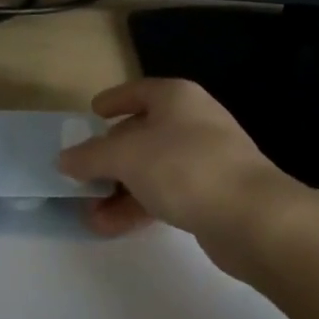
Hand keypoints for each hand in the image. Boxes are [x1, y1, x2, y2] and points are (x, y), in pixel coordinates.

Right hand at [57, 78, 298, 259]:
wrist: (253, 217)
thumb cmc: (184, 167)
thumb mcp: (126, 156)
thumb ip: (91, 156)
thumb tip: (65, 158)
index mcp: (176, 97)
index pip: (137, 91)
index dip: (112, 101)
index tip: (91, 114)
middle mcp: (193, 121)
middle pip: (142, 133)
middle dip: (109, 157)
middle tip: (81, 175)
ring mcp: (206, 159)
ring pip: (152, 168)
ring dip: (119, 189)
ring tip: (89, 213)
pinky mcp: (213, 195)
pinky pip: (167, 194)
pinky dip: (139, 206)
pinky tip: (112, 227)